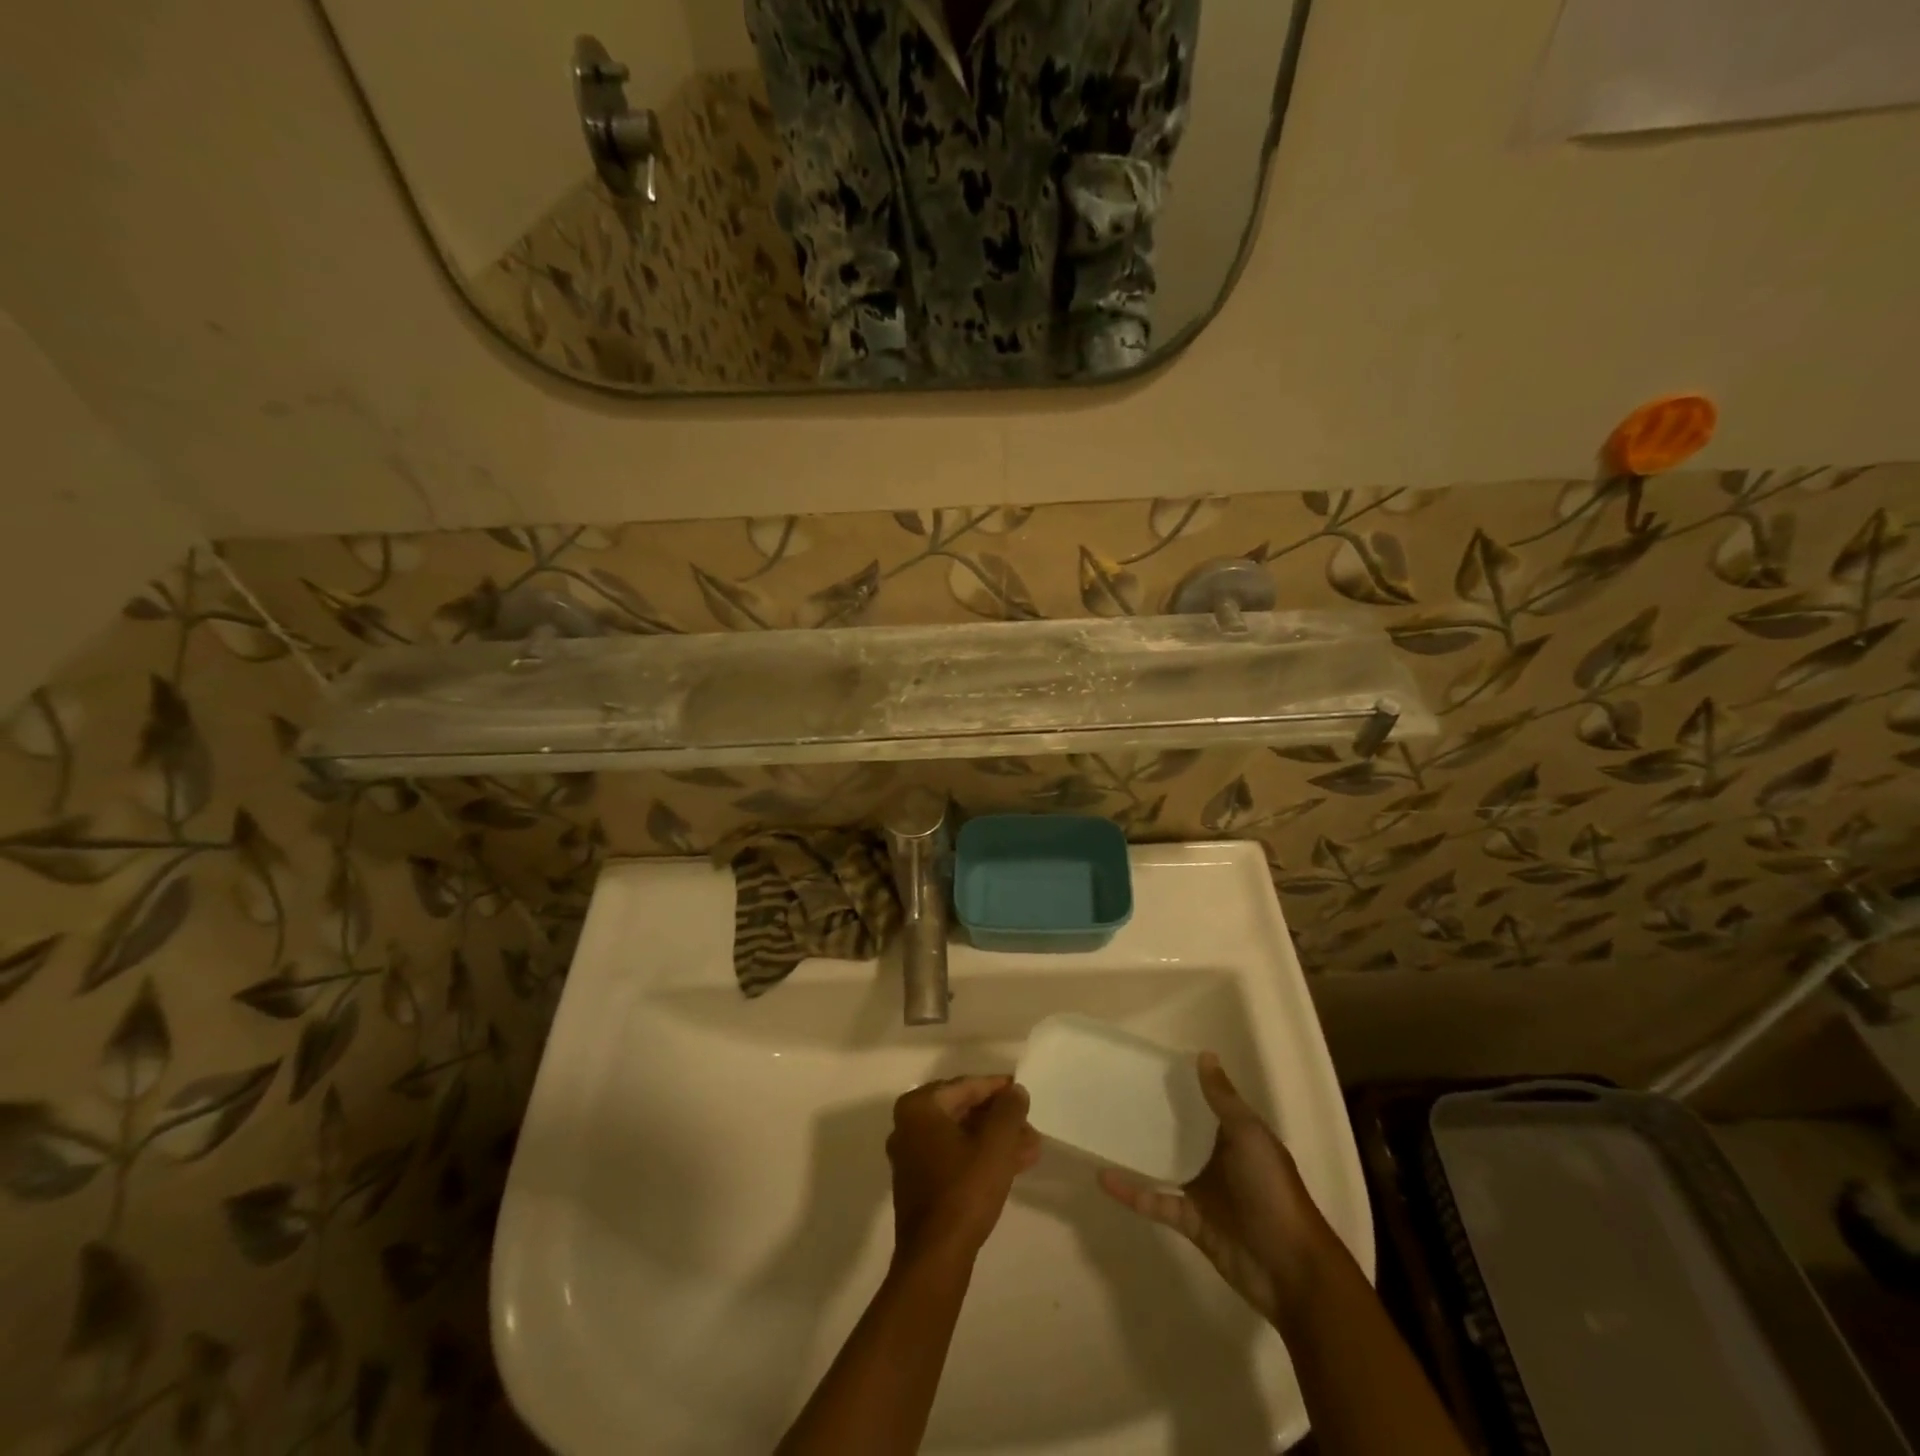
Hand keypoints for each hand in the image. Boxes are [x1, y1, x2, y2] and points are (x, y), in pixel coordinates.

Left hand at [888, 1076, 1039, 1265]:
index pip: (966, 1086)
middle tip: (1030, 1126)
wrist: (936, 1258)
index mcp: (919, 1107)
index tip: (1023, 1092)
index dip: (999, 1089)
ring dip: (995, 1140)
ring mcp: (911, 1155)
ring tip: (1031, 1147)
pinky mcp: (918, 1182)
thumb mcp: (996, 1145)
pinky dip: (980, 1157)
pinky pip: (954, 1156)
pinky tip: (1012, 1165)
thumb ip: (1009, 1111)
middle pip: (963, 1111)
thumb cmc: (964, 1191)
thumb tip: (1015, 1091)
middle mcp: (908, 1124)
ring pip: (961, 1136)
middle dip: (1000, 1119)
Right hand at [1098, 1052, 1333, 1324]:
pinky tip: (1104, 1178)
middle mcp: (1218, 1159)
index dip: (1181, 1085)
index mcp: (1236, 1136)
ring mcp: (1203, 1191)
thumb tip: (1204, 1054)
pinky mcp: (1190, 1221)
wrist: (1290, 1270)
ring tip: (1104, 1130)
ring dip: (1139, 1151)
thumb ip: (1223, 1100)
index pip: (1205, 1103)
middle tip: (1115, 1092)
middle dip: (1154, 1115)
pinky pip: (1155, 1201)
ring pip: (1164, 1164)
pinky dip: (1131, 1191)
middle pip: (1180, 1132)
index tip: (1147, 1066)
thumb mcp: (1249, 1137)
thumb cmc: (1271, 1191)